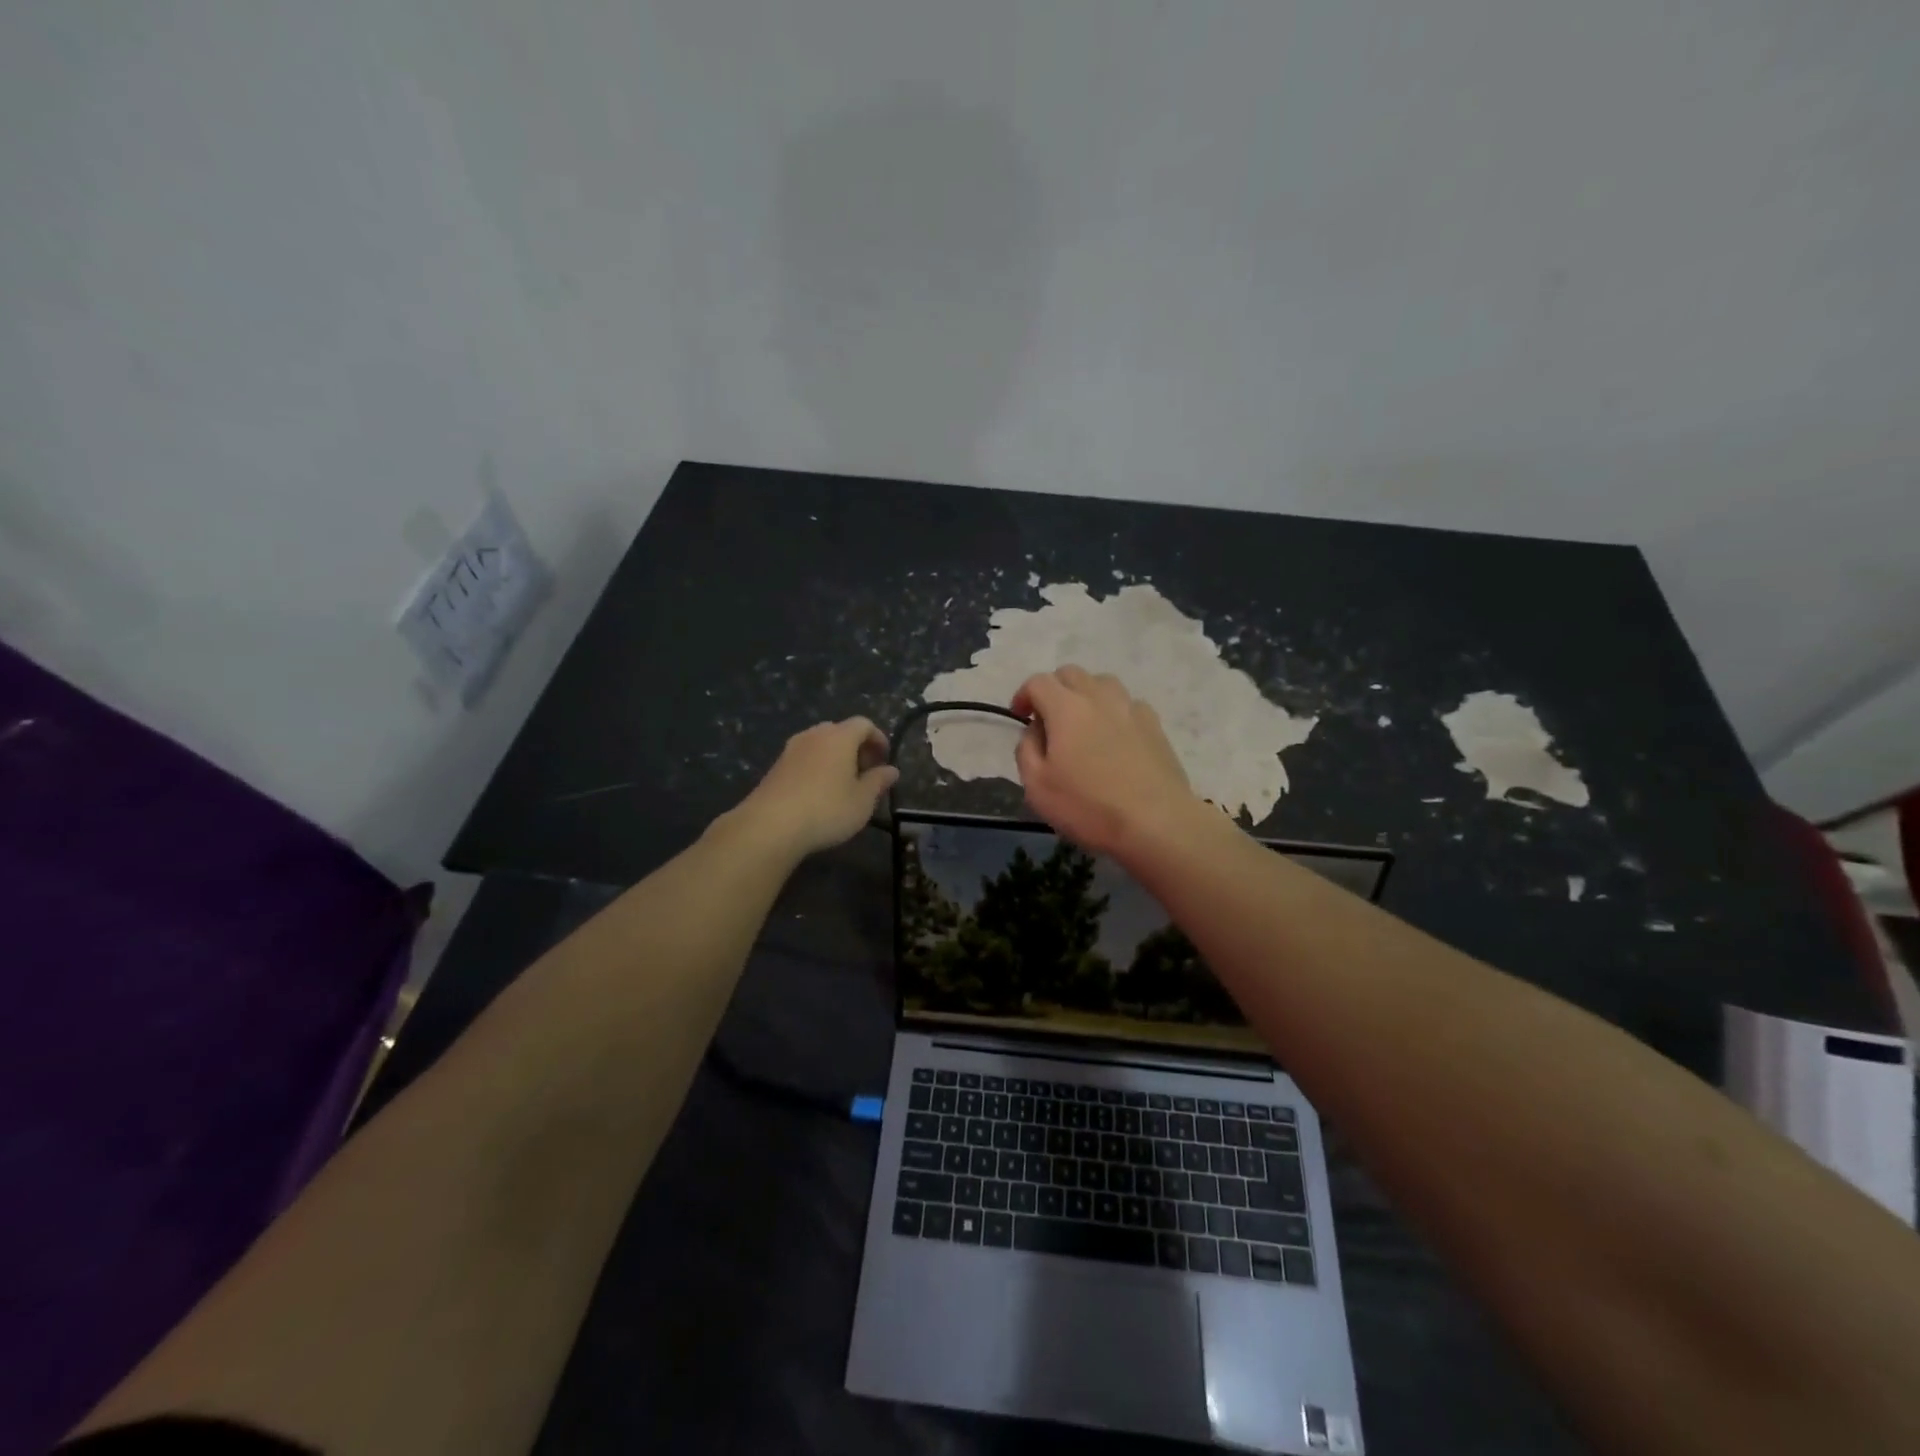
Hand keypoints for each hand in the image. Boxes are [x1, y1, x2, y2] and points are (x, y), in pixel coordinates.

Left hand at [724, 717, 898, 857]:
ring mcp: (791, 749)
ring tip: (843, 783)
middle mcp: (814, 735)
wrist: (770, 825)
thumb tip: (892, 770)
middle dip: (856, 747)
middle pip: (840, 731)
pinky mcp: (776, 766)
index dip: (878, 738)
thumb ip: (878, 782)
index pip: (864, 724)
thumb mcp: (862, 801)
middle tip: (866, 771)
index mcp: (839, 737)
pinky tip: (819, 792)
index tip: (885, 758)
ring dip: (835, 757)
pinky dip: (817, 766)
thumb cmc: (827, 809)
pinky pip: (804, 758)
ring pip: (820, 744)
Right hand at [1011, 666, 1203, 858]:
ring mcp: (1131, 708)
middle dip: (1054, 690)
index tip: (1020, 716)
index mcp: (1066, 708)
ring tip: (1082, 724)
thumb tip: (1035, 731)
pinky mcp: (1155, 725)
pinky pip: (1127, 704)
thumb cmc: (1088, 806)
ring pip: (1102, 683)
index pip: (1038, 682)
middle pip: (1071, 674)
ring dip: (1085, 695)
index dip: (1023, 695)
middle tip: (1048, 719)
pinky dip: (1113, 711)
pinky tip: (1114, 737)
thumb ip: (1027, 750)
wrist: (1156, 823)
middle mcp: (1099, 697)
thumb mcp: (1037, 786)